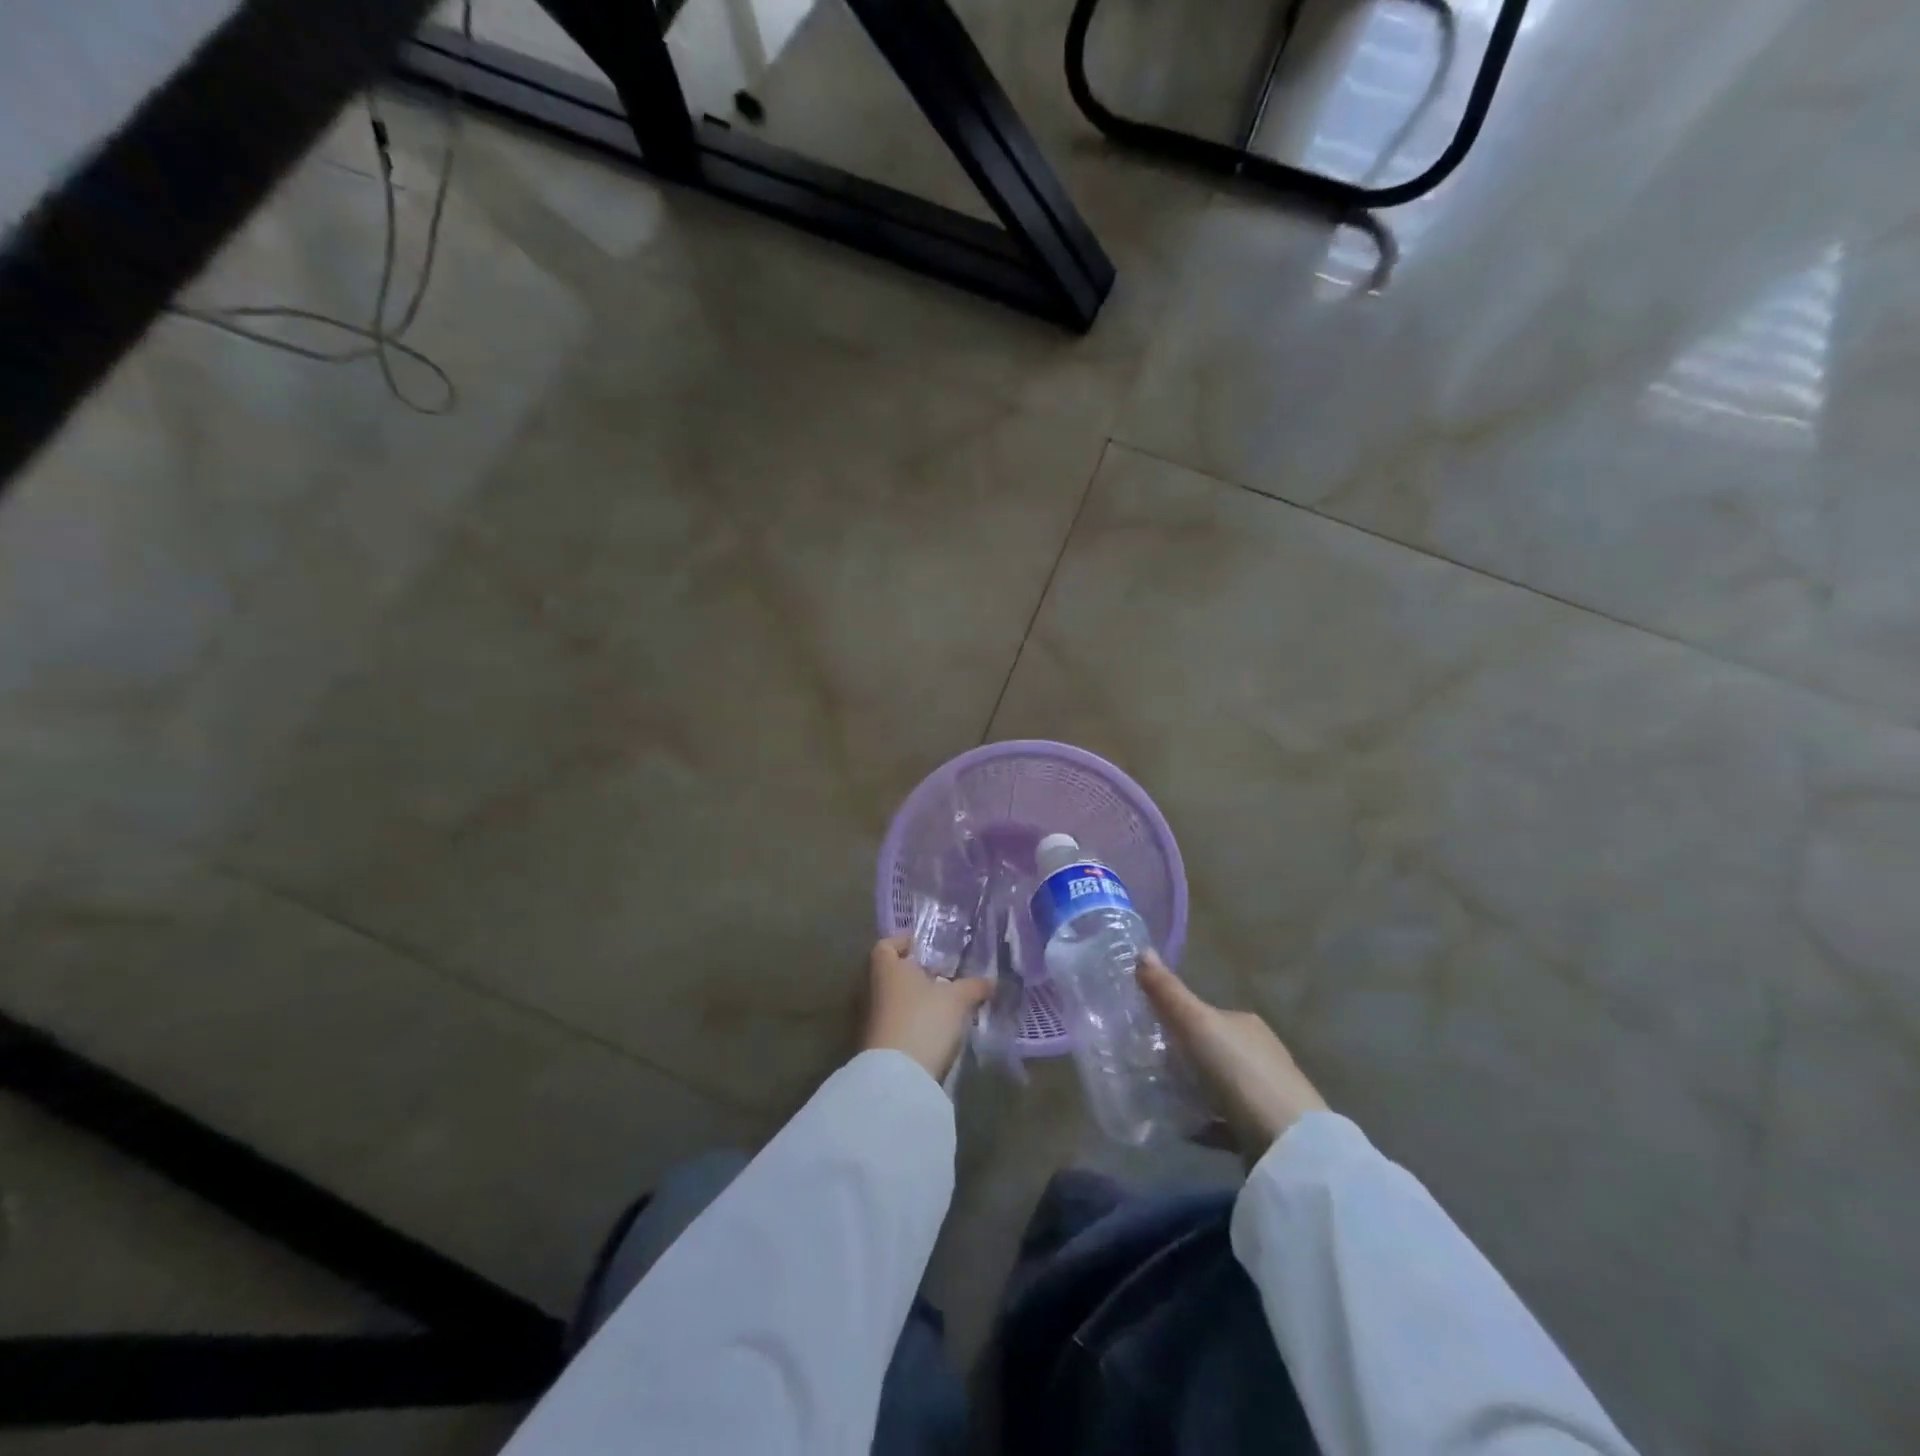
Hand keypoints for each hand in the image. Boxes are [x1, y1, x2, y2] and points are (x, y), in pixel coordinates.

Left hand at [860, 935, 992, 1082]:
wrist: (897, 1077)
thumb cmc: (924, 1020)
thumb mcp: (957, 1000)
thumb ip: (974, 986)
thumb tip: (991, 980)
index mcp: (887, 968)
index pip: (886, 945)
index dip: (904, 942)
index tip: (927, 946)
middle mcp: (872, 989)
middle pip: (892, 973)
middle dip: (916, 974)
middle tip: (944, 976)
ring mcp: (870, 1019)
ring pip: (894, 1000)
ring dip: (916, 1000)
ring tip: (945, 1004)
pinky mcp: (876, 1045)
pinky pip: (895, 1023)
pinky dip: (912, 1022)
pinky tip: (935, 1029)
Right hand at [1138, 951, 1326, 1163]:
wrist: (1288, 1144)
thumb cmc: (1239, 1072)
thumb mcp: (1196, 1024)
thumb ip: (1168, 992)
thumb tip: (1142, 950)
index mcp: (1244, 1023)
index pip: (1205, 1014)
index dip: (1177, 1020)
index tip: (1147, 1033)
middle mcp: (1259, 1053)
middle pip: (1212, 1049)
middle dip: (1183, 1057)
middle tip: (1147, 1066)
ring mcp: (1265, 1093)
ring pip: (1219, 1085)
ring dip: (1193, 1089)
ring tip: (1160, 1097)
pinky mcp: (1265, 1131)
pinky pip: (1226, 1120)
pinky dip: (1205, 1120)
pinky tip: (1184, 1128)